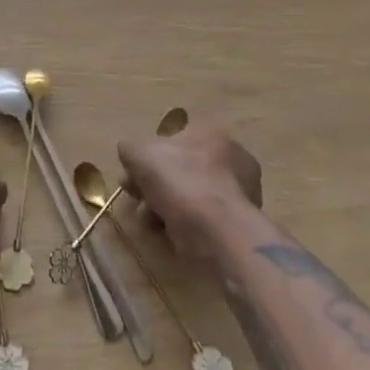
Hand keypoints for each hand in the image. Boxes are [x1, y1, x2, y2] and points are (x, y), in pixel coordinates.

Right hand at [118, 122, 262, 263]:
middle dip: (155, 187)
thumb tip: (129, 153)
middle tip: (138, 203)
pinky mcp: (240, 224)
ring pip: (191, 197)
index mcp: (211, 134)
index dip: (148, 159)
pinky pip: (204, 220)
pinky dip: (185, 226)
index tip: (131, 179)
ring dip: (166, 209)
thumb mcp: (141, 154)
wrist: (217, 232)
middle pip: (181, 170)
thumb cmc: (180, 182)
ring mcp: (240, 193)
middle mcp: (232, 158)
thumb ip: (130, 148)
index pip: (173, 141)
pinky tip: (170, 235)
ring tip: (151, 224)